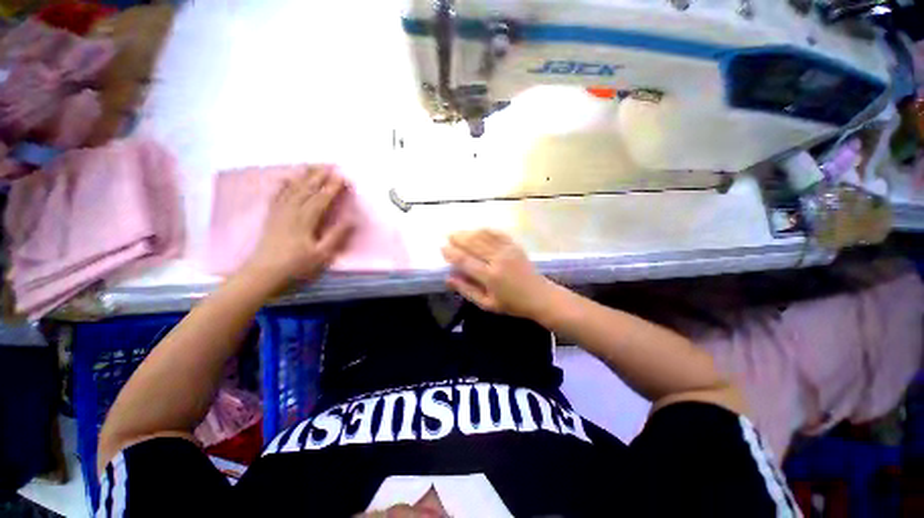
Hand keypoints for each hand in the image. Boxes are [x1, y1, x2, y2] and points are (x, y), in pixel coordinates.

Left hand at [243, 166, 353, 290]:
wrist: (262, 274)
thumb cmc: (296, 267)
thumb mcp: (321, 255)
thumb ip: (336, 236)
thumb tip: (351, 219)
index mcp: (306, 220)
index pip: (322, 199)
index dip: (333, 187)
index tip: (343, 177)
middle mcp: (292, 211)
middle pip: (307, 189)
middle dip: (319, 176)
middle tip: (330, 165)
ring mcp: (279, 213)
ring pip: (293, 189)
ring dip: (303, 176)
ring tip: (312, 166)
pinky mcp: (271, 217)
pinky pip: (278, 196)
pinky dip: (284, 185)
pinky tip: (287, 179)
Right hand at [442, 229, 555, 319]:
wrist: (540, 296)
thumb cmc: (511, 303)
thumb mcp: (487, 304)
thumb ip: (467, 290)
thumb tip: (448, 278)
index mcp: (490, 276)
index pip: (465, 261)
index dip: (452, 253)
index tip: (442, 248)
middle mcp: (498, 260)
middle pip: (473, 244)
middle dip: (458, 238)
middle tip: (448, 236)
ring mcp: (507, 250)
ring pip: (484, 236)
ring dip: (469, 232)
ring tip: (458, 232)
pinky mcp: (514, 246)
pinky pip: (497, 233)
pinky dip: (485, 230)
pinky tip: (477, 230)